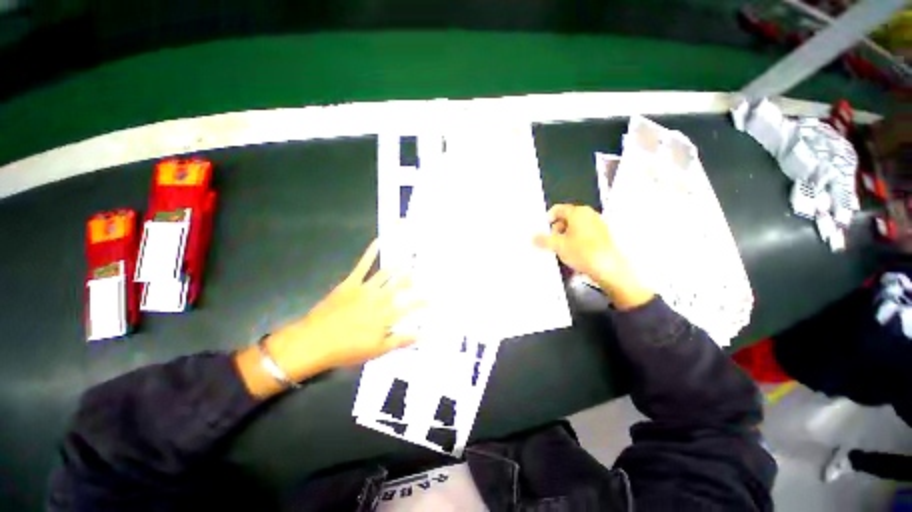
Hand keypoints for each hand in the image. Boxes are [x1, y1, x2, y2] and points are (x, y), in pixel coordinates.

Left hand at [235, 240, 423, 397]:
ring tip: (411, 257)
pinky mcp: (351, 282)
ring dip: (400, 265)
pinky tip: (379, 241)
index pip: (410, 306)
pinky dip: (372, 252)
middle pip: (401, 285)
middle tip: (424, 270)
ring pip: (387, 273)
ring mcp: (365, 288)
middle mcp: (379, 299)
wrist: (314, 342)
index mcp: (386, 315)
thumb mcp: (377, 351)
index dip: (423, 301)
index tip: (433, 297)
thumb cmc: (347, 349)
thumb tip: (423, 334)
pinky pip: (363, 264)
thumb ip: (401, 340)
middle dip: (414, 278)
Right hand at [533, 204, 652, 309]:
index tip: (543, 228)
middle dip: (556, 230)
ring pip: (574, 227)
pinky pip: (583, 235)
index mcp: (578, 212)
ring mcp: (597, 225)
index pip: (558, 209)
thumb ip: (543, 240)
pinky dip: (575, 241)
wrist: (607, 268)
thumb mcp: (557, 246)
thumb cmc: (585, 253)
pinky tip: (572, 253)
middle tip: (552, 242)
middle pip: (566, 218)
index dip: (548, 219)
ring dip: (565, 237)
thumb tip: (535, 238)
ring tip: (562, 250)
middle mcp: (589, 215)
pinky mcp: (601, 236)